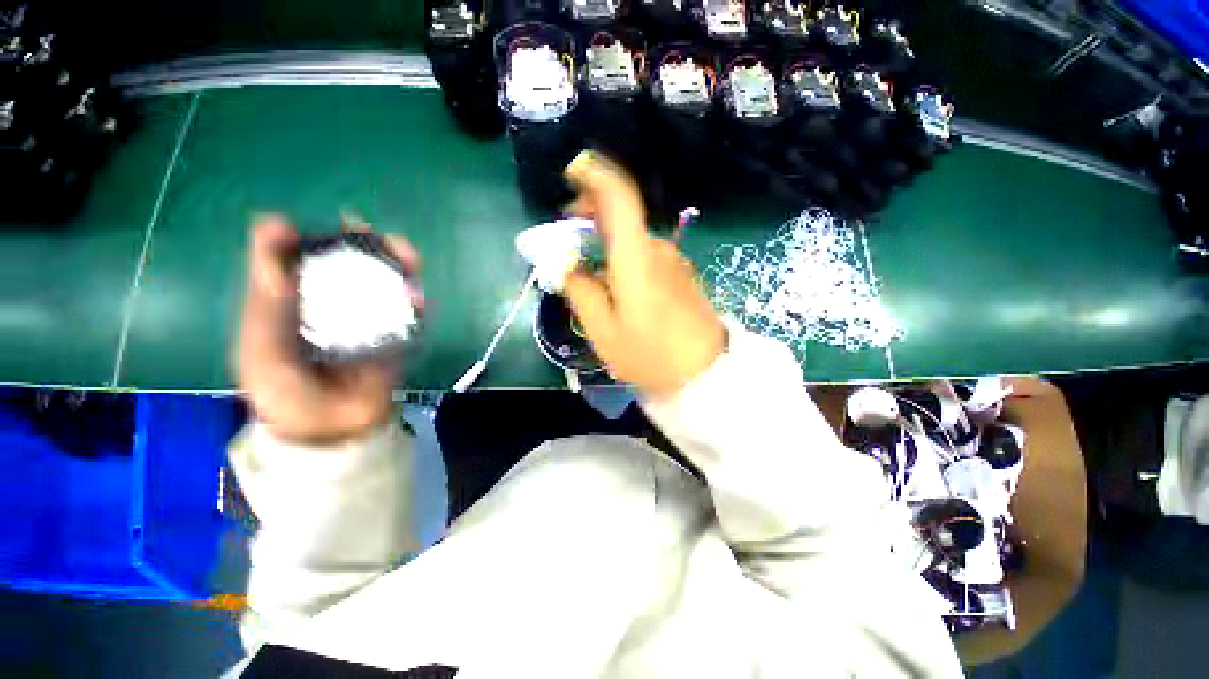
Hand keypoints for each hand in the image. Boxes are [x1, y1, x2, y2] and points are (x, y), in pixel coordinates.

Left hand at [234, 215, 421, 443]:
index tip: (314, 226)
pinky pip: (410, 318)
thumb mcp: (260, 343)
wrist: (328, 430)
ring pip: (387, 287)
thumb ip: (267, 295)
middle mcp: (335, 305)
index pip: (303, 260)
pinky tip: (420, 296)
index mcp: (296, 303)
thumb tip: (273, 228)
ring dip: (399, 269)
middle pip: (353, 267)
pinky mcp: (395, 339)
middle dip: (365, 247)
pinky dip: (417, 304)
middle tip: (371, 230)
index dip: (309, 238)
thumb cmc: (283, 391)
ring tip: (406, 253)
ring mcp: (369, 321)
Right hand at [562, 152, 726, 399]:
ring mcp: (674, 262)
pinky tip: (616, 284)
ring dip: (608, 242)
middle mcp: (657, 249)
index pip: (620, 197)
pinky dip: (625, 258)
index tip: (574, 172)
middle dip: (593, 214)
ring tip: (588, 268)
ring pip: (633, 240)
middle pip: (624, 216)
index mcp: (635, 257)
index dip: (596, 176)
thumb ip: (581, 291)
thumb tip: (568, 265)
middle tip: (569, 230)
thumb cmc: (650, 354)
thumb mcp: (603, 330)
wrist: (706, 373)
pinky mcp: (681, 275)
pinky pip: (647, 256)